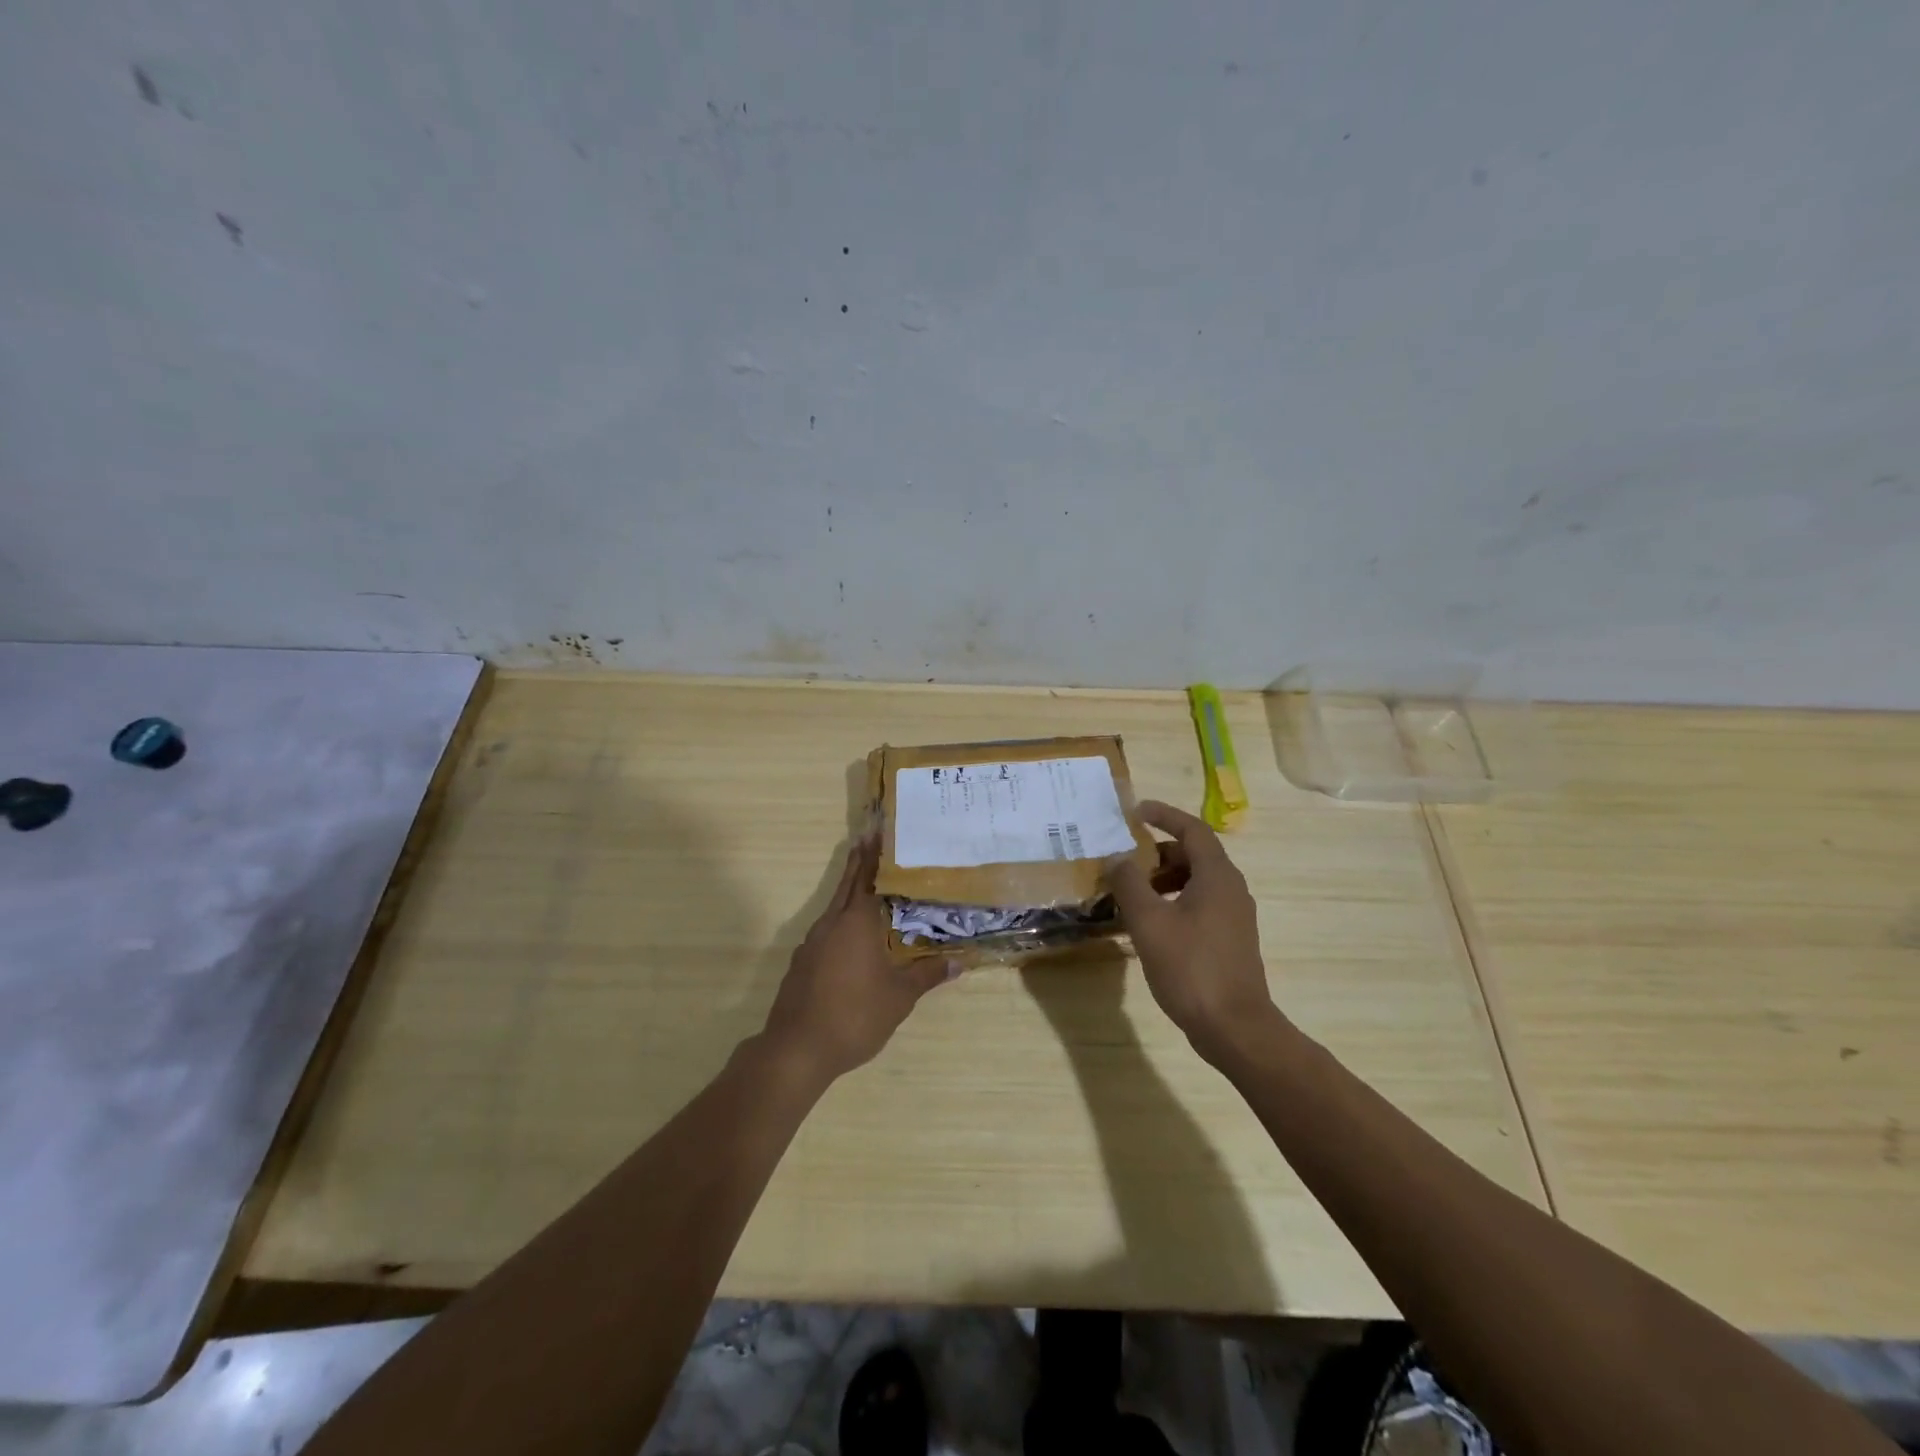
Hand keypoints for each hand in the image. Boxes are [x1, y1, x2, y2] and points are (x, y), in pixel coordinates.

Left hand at [760, 835, 953, 1084]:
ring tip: (868, 886)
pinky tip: (852, 937)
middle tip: (869, 838)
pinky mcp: (802, 964)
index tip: (878, 831)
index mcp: (856, 923)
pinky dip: (841, 921)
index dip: (874, 855)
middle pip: (846, 885)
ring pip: (834, 908)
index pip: (867, 878)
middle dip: (858, 862)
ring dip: (849, 892)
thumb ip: (928, 975)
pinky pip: (826, 931)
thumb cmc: (855, 1015)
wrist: (797, 1050)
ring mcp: (812, 944)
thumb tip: (960, 962)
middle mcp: (831, 924)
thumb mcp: (900, 997)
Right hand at [1106, 800, 1280, 1063]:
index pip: (1192, 829)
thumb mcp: (1149, 922)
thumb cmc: (1190, 968)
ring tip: (1131, 894)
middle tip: (1126, 861)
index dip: (1164, 815)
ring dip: (1164, 879)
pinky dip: (1174, 901)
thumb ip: (1129, 883)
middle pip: (1194, 854)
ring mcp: (1233, 916)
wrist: (1234, 1028)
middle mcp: (1231, 889)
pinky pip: (1200, 904)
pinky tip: (1150, 925)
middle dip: (1158, 853)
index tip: (1136, 811)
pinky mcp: (1230, 939)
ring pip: (1196, 881)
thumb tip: (1116, 857)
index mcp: (1217, 876)